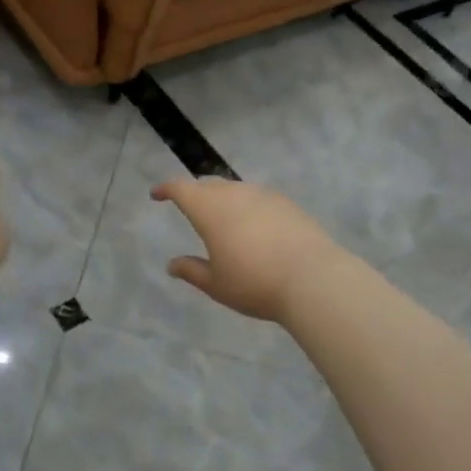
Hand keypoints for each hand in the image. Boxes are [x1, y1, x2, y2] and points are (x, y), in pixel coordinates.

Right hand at [150, 178, 341, 321]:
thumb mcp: (217, 284)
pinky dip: (247, 206)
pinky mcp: (286, 203)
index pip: (182, 189)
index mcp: (210, 210)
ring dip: (223, 199)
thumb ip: (192, 271)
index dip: (166, 188)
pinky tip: (254, 226)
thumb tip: (172, 264)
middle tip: (190, 208)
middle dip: (195, 194)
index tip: (157, 194)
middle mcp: (235, 194)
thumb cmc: (255, 283)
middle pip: (208, 185)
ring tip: (223, 219)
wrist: (313, 278)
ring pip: (235, 189)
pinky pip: (258, 198)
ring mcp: (264, 195)